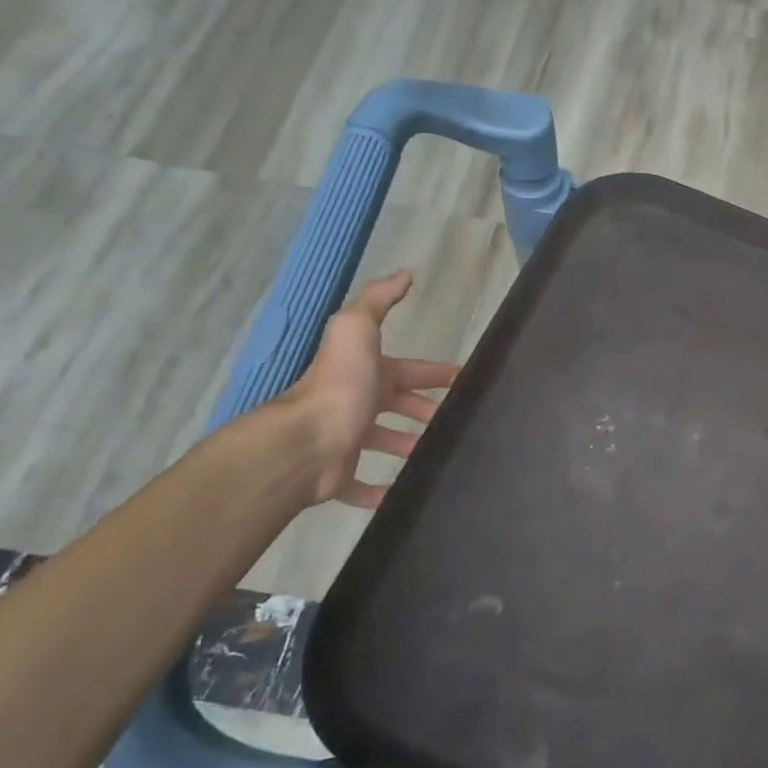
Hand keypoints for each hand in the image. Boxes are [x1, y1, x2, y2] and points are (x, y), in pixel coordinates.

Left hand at [278, 271, 460, 508]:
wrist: (304, 441)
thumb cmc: (339, 384)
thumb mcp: (357, 329)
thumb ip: (378, 300)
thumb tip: (405, 273)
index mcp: (366, 373)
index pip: (409, 370)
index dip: (435, 374)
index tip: (463, 380)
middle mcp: (355, 403)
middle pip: (398, 405)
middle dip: (425, 410)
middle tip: (455, 422)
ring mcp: (346, 440)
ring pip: (384, 443)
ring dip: (408, 445)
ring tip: (437, 454)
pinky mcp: (339, 476)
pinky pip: (362, 486)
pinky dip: (380, 491)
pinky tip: (402, 494)